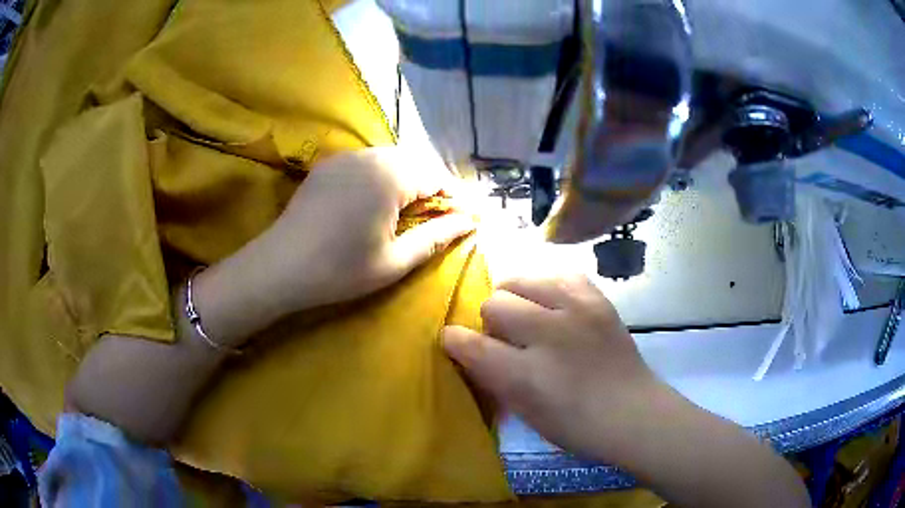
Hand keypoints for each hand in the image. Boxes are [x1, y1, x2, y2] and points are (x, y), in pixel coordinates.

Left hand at [195, 147, 474, 346]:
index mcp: (390, 176)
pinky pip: (367, 163)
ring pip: (391, 160)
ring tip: (414, 210)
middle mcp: (370, 156)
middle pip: (415, 163)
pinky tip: (379, 202)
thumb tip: (468, 223)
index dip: (456, 198)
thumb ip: (436, 237)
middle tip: (443, 216)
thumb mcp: (395, 261)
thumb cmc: (340, 270)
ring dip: (409, 180)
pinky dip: (383, 177)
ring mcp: (345, 158)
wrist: (279, 267)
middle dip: (434, 187)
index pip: (437, 178)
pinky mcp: (328, 166)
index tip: (470, 218)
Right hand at [442, 275, 658, 460]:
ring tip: (528, 315)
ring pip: (521, 280)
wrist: (633, 411)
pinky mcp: (597, 298)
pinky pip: (558, 274)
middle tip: (506, 337)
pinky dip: (547, 287)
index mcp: (526, 375)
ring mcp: (576, 310)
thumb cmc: (575, 425)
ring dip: (515, 298)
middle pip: (495, 303)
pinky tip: (553, 304)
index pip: (472, 344)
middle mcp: (549, 334)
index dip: (455, 340)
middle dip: (490, 320)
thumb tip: (470, 349)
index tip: (453, 340)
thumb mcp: (524, 413)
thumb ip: (493, 377)